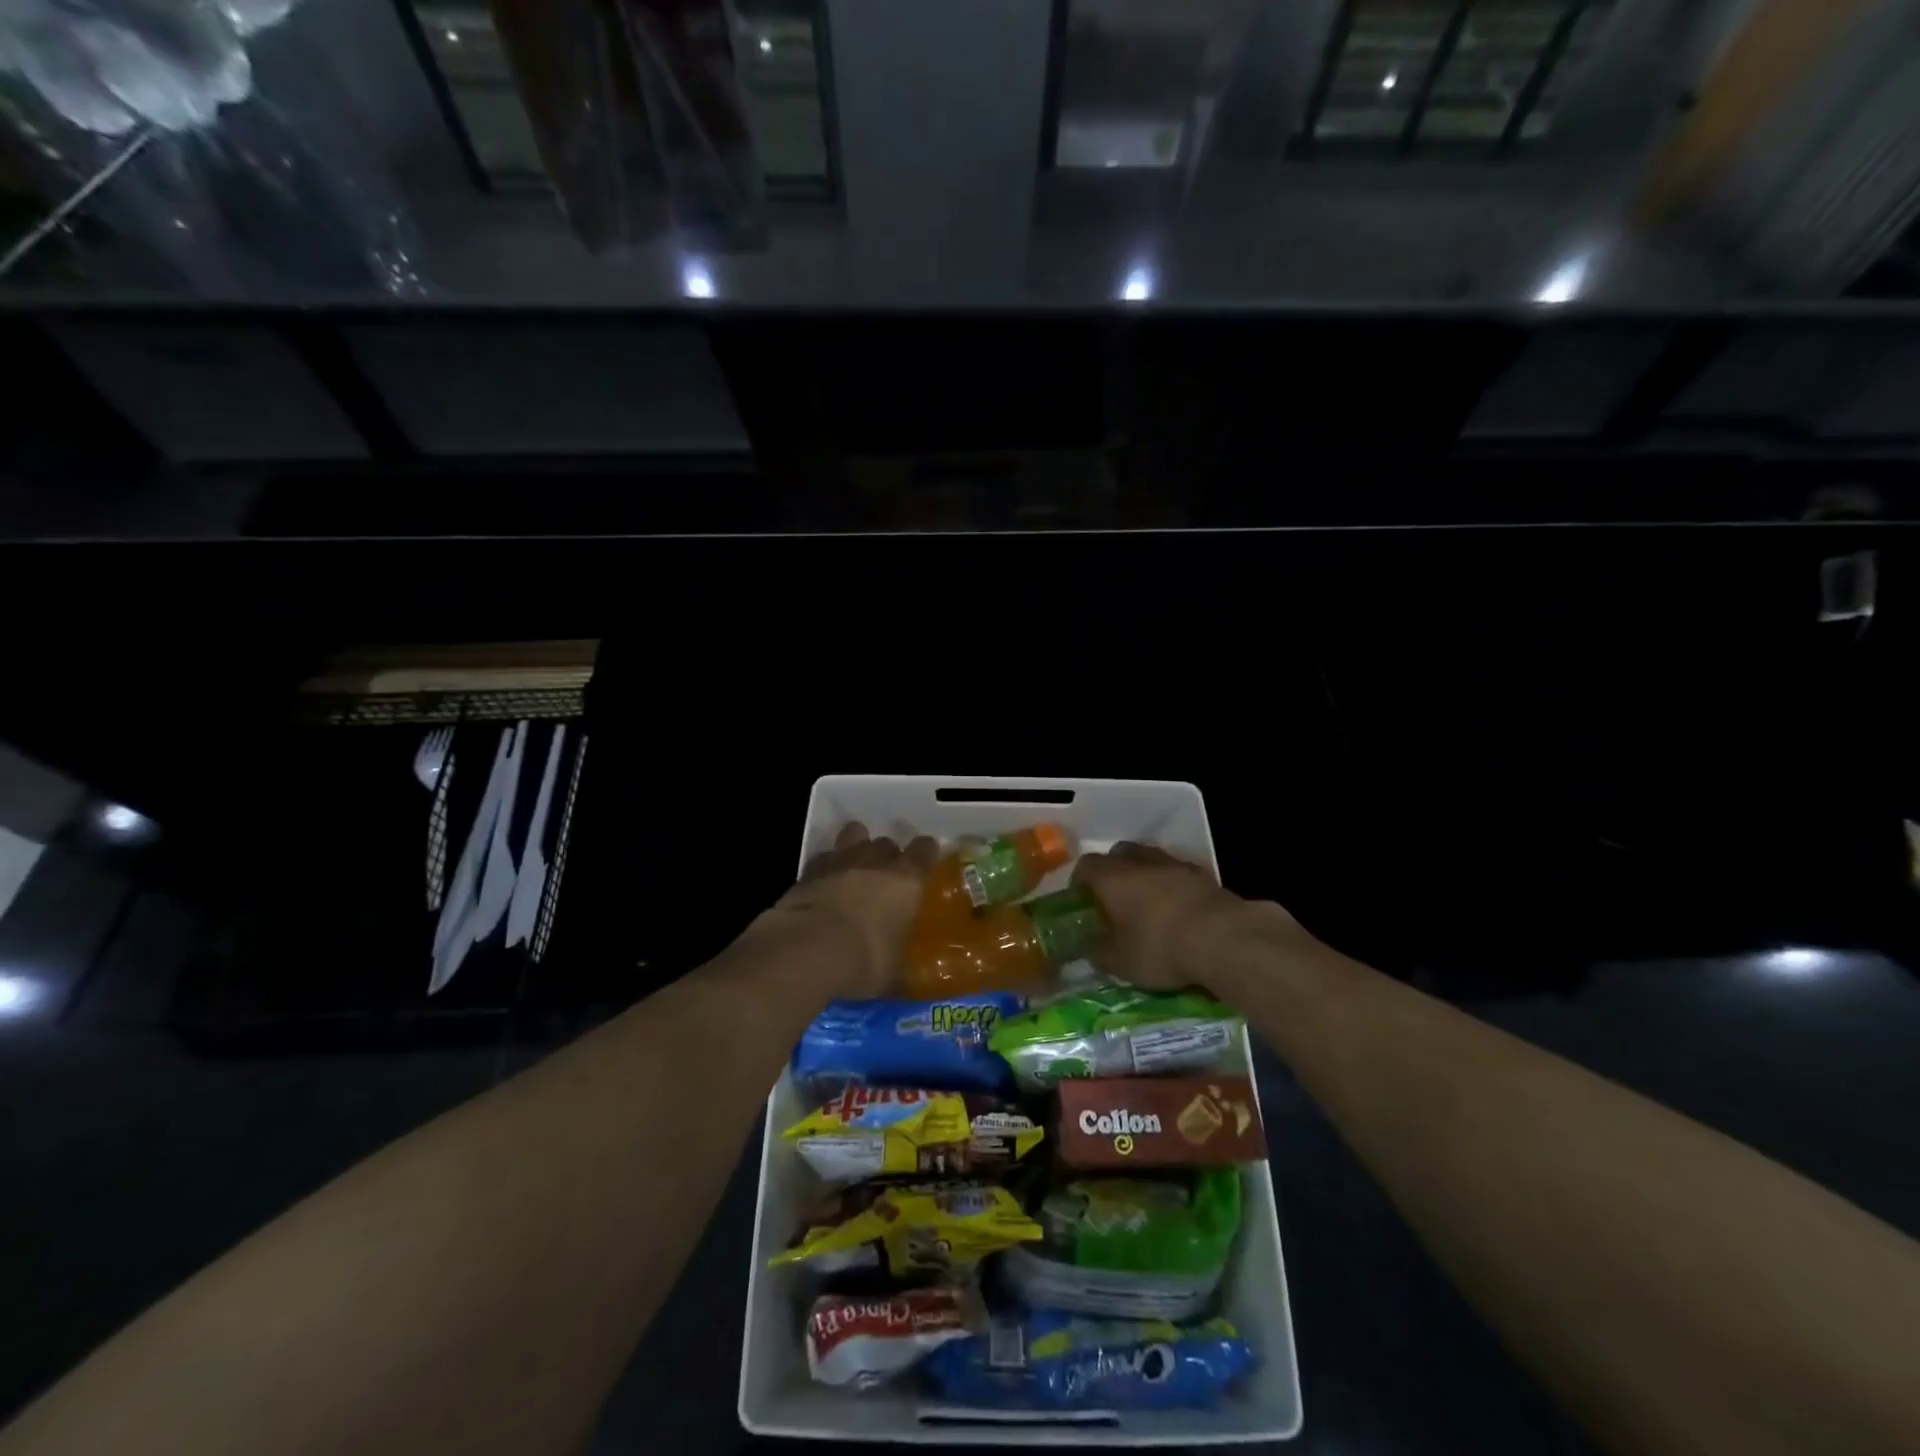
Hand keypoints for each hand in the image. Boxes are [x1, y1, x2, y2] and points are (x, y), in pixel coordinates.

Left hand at [772, 823, 936, 997]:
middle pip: (887, 842)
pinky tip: (824, 884)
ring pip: (854, 835)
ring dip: (857, 846)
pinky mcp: (809, 869)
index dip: (926, 852)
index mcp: (906, 881)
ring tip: (854, 867)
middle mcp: (876, 861)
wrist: (808, 948)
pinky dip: (826, 867)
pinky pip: (824, 858)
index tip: (925, 860)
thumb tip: (903, 983)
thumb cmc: (864, 960)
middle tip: (885, 878)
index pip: (924, 850)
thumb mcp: (891, 973)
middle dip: (887, 856)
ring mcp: (840, 860)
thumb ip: (898, 966)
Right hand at [1072, 842, 1257, 989]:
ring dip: (1145, 876)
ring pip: (1151, 860)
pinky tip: (1178, 911)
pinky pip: (1178, 873)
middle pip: (1119, 854)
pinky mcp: (1203, 874)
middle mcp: (1140, 861)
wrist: (1223, 938)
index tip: (1081, 902)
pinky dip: (1173, 886)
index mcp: (1111, 877)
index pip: (1085, 866)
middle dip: (1113, 872)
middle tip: (1114, 899)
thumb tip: (1091, 949)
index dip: (1080, 882)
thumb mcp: (1120, 962)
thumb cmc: (1159, 947)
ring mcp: (1174, 864)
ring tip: (1148, 905)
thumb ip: (1100, 953)